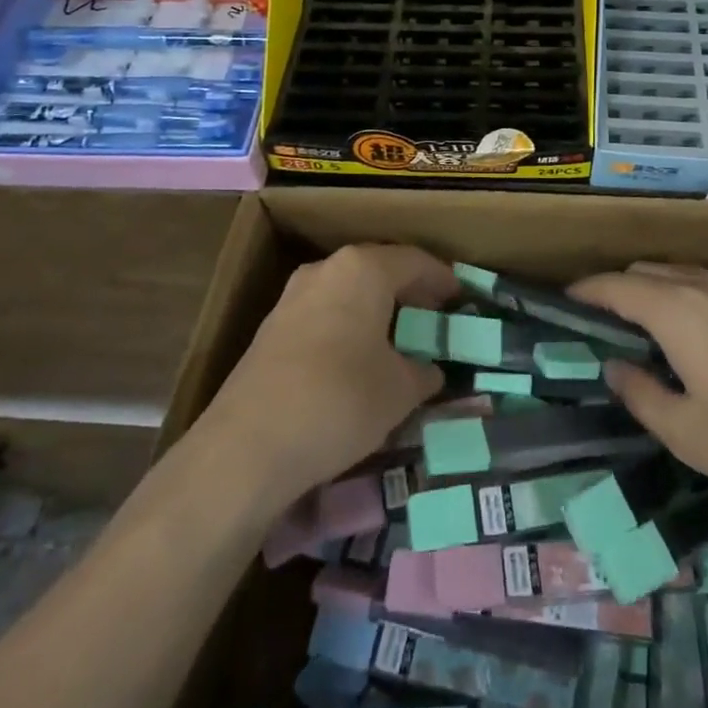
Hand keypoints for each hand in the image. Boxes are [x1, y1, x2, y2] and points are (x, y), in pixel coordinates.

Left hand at [199, 245, 458, 511]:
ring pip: (348, 292)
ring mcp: (293, 297)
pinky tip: (358, 358)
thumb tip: (430, 371)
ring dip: (376, 309)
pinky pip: (325, 314)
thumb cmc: (340, 400)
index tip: (461, 297)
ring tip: (399, 338)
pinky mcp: (271, 330)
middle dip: (409, 291)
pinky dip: (349, 327)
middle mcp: (326, 270)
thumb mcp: (399, 390)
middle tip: (434, 315)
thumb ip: (422, 372)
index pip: (415, 261)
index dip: (442, 278)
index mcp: (363, 269)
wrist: (246, 447)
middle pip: (379, 270)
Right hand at [570, 263, 707, 535]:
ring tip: (639, 329)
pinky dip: (681, 298)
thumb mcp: (686, 432)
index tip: (564, 301)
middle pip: (646, 272)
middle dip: (616, 289)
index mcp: (675, 310)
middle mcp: (703, 288)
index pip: (616, 286)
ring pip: (678, 275)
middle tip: (599, 324)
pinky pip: (705, 287)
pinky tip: (690, 338)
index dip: (586, 290)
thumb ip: (641, 394)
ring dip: (651, 290)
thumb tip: (615, 366)